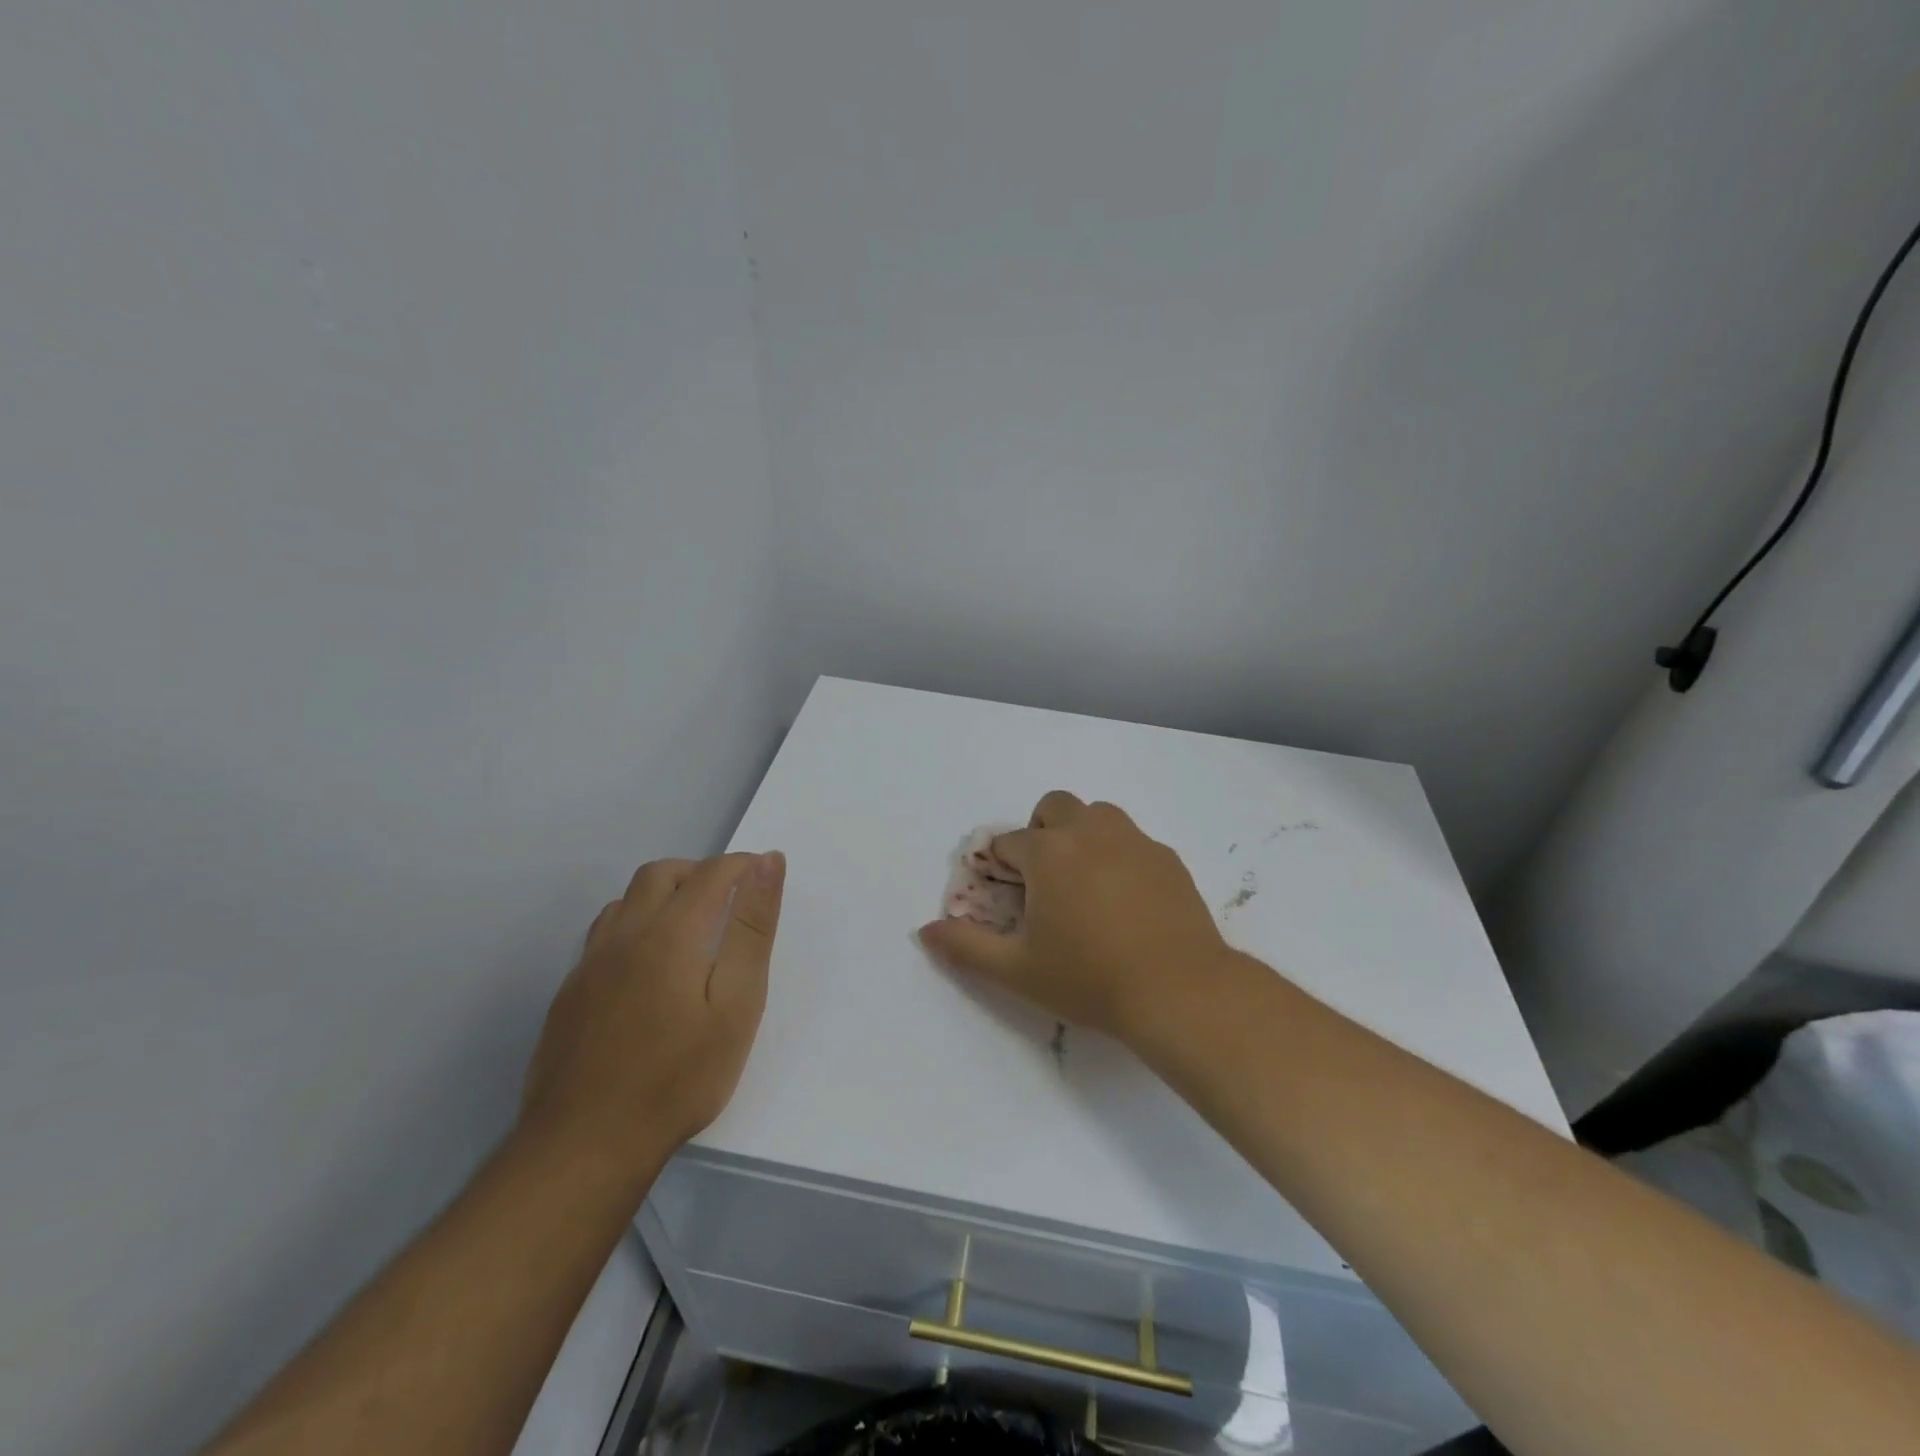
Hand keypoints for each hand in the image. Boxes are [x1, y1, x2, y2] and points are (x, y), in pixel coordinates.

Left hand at [521, 852, 784, 1182]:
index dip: (743, 865)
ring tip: (690, 929)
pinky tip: (646, 967)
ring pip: (626, 900)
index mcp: (672, 931)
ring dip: (662, 895)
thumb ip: (753, 928)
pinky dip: (634, 926)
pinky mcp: (570, 993)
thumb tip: (767, 862)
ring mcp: (590, 963)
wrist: (587, 1143)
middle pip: (661, 874)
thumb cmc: (680, 1075)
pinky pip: (603, 934)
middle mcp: (626, 934)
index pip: (712, 873)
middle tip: (729, 901)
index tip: (765, 875)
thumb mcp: (738, 1002)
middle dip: (700, 872)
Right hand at [918, 792, 1227, 1044]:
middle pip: (1054, 806)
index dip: (1001, 869)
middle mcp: (1090, 831)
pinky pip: (1132, 841)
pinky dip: (1119, 856)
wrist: (1180, 991)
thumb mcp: (1017, 971)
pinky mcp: (1167, 858)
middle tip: (1045, 882)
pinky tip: (1127, 902)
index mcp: (1049, 852)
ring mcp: (1134, 840)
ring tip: (1085, 886)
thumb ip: (965, 946)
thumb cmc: (1090, 979)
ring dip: (1081, 836)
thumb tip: (926, 930)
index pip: (1009, 843)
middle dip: (1040, 833)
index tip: (1008, 898)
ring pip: (1098, 815)